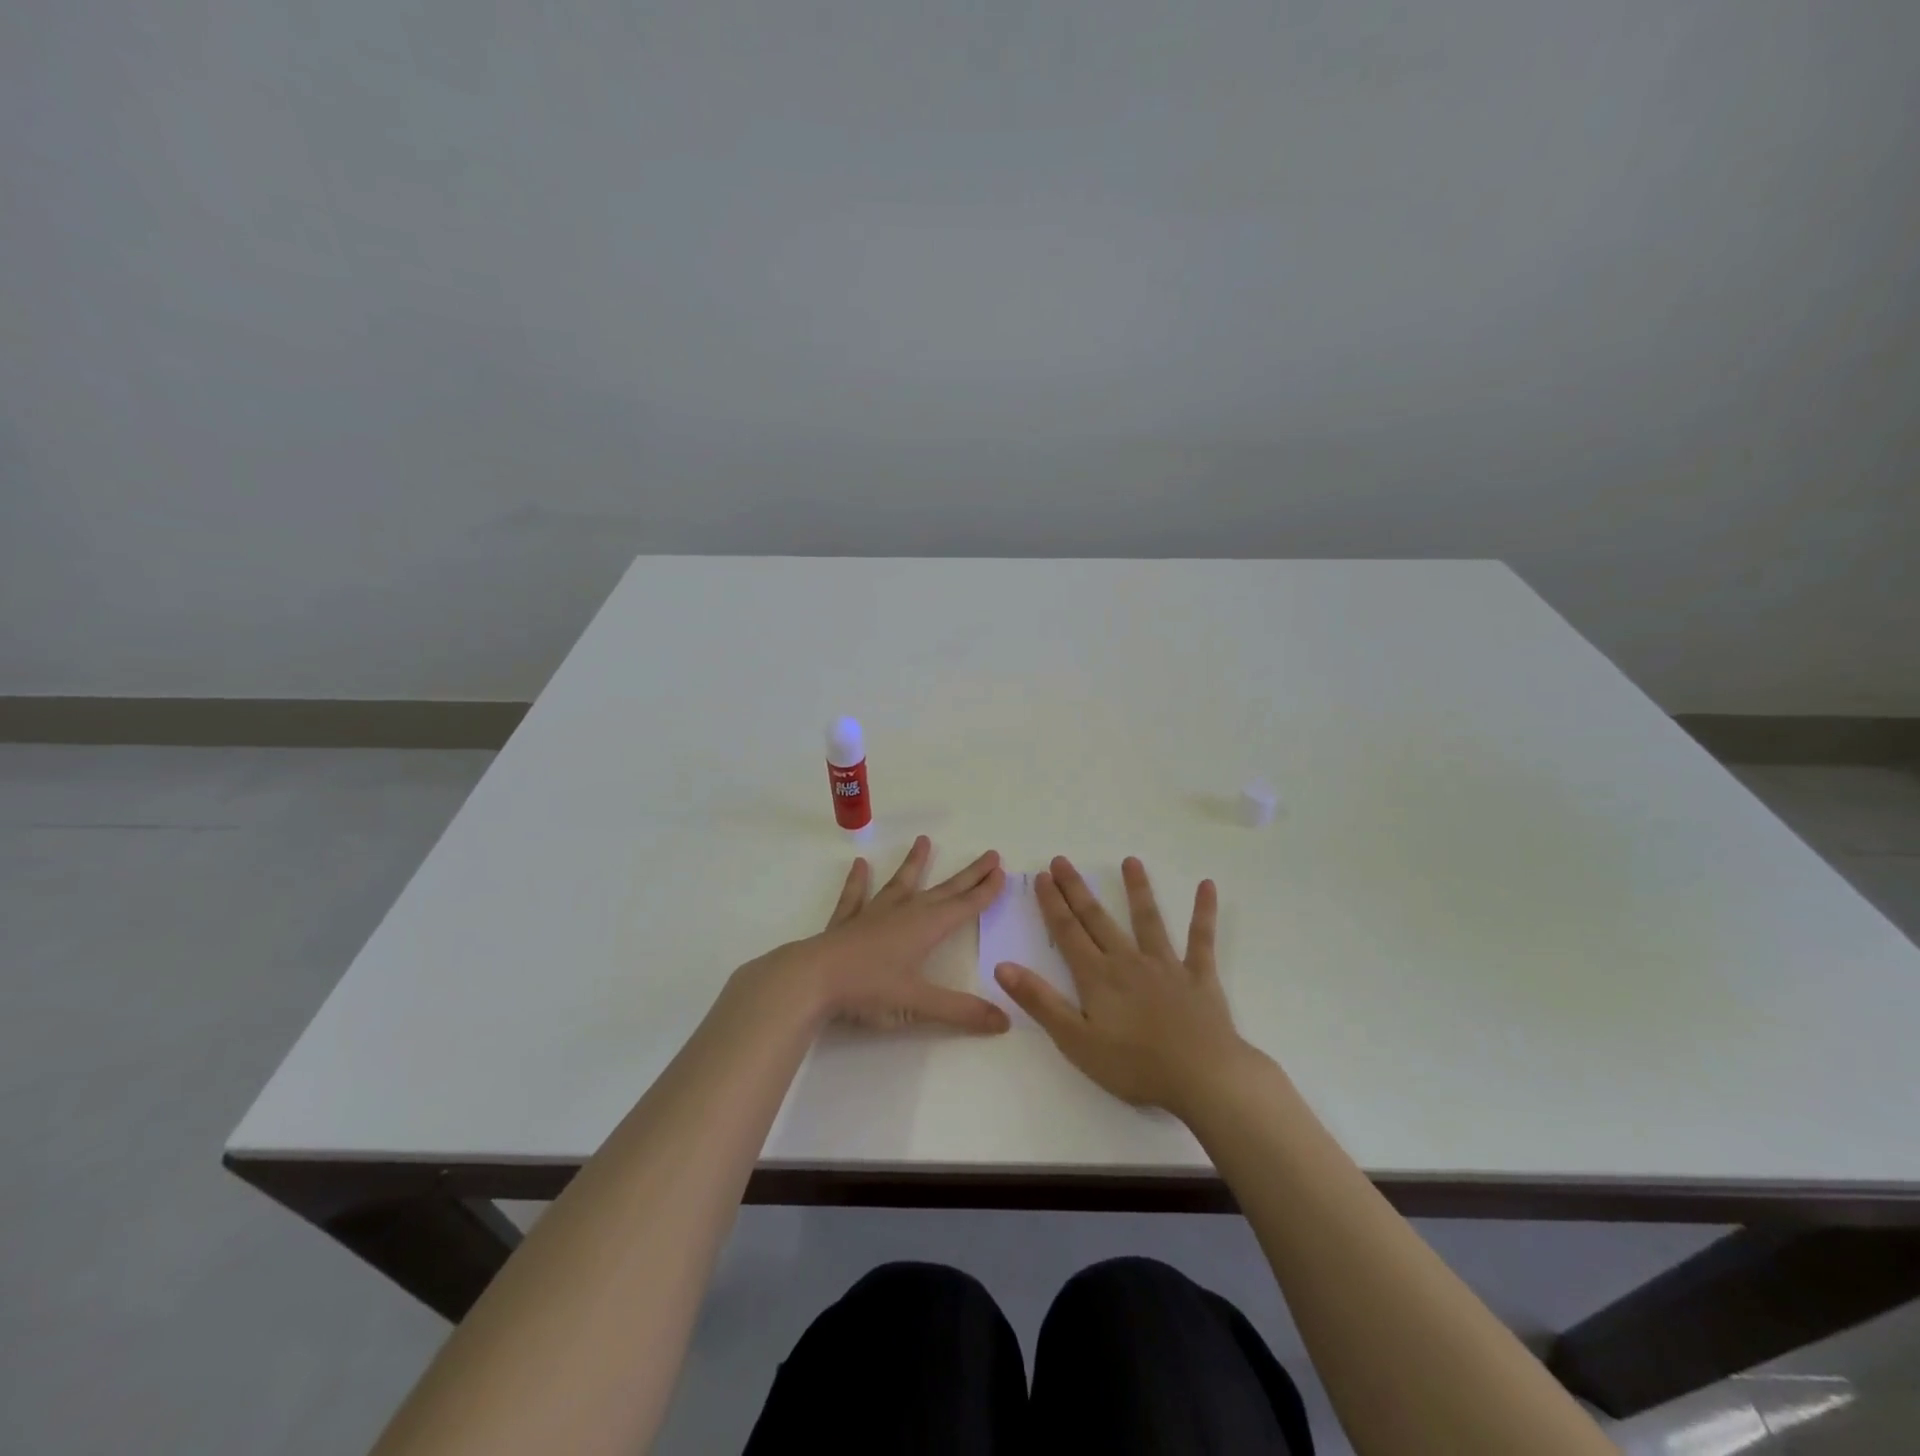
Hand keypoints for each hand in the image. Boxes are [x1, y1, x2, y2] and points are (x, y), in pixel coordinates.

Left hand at [744, 836, 1009, 1034]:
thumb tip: (1005, 1021)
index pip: (964, 906)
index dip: (985, 891)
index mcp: (926, 928)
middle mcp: (904, 913)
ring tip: (924, 840)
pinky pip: (855, 896)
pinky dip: (858, 881)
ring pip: (901, 884)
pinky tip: (859, 865)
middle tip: (990, 854)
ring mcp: (873, 914)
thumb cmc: (868, 989)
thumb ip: (961, 1011)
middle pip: (944, 890)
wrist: (811, 979)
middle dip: (968, 874)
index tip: (1002, 871)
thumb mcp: (918, 1003)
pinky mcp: (847, 923)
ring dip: (914, 864)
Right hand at [994, 856, 1247, 1114]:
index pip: (1068, 932)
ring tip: (1130, 861)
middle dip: (1078, 889)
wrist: (1201, 1077)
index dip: (1053, 904)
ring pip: (1147, 919)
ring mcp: (1166, 964)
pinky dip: (1203, 911)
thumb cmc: (1133, 1066)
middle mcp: (1128, 960)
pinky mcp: (1199, 976)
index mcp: (1097, 976)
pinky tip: (1207, 886)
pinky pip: (1201, 939)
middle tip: (1063, 860)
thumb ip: (1040, 1001)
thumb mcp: (1075, 1040)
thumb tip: (1002, 967)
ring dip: (1137, 889)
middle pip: (1097, 919)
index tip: (1042, 876)